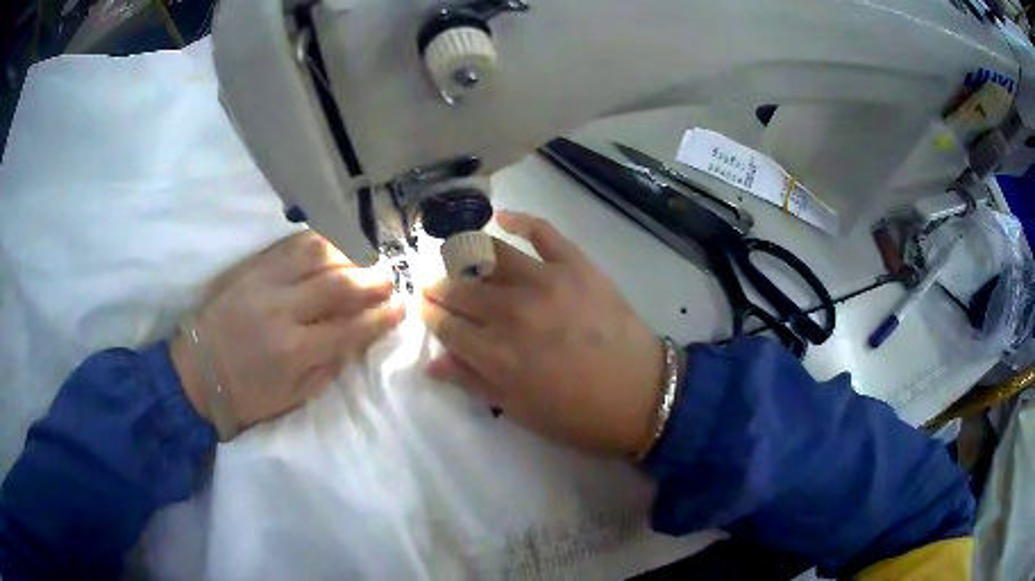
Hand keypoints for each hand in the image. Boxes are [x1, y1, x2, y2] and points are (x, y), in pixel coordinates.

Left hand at [171, 231, 403, 436]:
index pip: (351, 326)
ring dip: (348, 253)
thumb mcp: (294, 397)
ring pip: (316, 253)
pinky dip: (317, 242)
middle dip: (373, 279)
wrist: (195, 374)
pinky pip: (289, 244)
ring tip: (361, 261)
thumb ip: (329, 366)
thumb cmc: (246, 396)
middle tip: (389, 279)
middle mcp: (282, 309)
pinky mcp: (249, 267)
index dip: (382, 316)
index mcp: (294, 351)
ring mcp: (263, 282)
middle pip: (339, 283)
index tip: (401, 308)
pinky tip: (330, 248)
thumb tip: (356, 337)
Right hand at [420, 212, 665, 456]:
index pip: (446, 325)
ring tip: (458, 255)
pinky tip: (501, 217)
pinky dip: (519, 219)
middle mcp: (512, 312)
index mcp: (496, 354)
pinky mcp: (575, 265)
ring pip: (490, 256)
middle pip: (461, 289)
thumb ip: (473, 382)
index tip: (423, 307)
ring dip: (465, 254)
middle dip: (439, 286)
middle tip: (435, 284)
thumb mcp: (519, 410)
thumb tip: (432, 362)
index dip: (430, 314)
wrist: (641, 395)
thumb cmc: (577, 415)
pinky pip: (542, 232)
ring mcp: (545, 282)